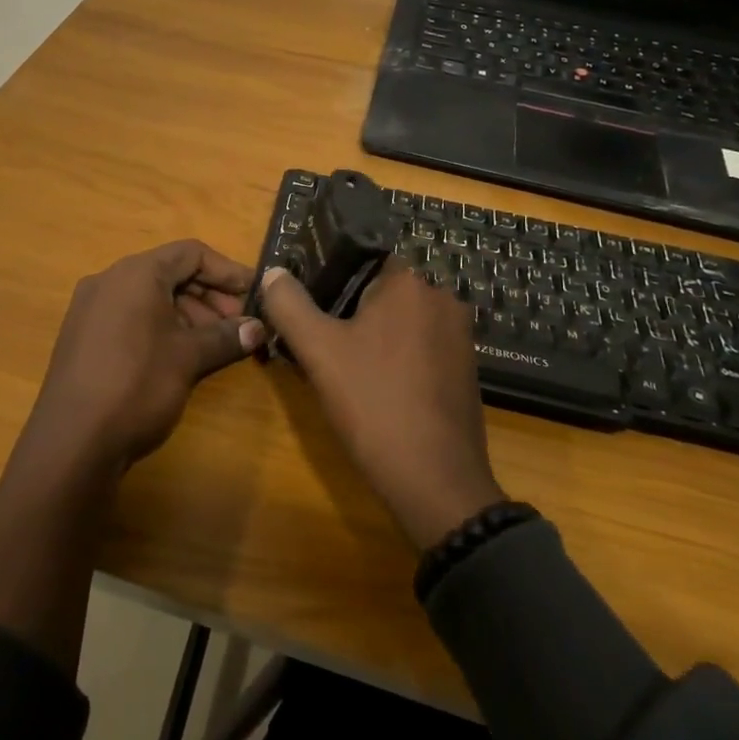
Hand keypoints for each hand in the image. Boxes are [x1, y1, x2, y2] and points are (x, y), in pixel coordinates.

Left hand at [20, 240, 262, 474]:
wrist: (71, 443)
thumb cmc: (137, 385)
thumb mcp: (189, 358)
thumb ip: (226, 337)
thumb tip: (258, 329)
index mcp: (136, 273)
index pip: (191, 253)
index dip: (227, 271)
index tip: (253, 294)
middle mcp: (109, 280)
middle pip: (169, 273)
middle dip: (209, 296)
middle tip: (237, 325)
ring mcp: (90, 308)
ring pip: (150, 297)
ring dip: (187, 314)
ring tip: (213, 345)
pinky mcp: (82, 336)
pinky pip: (129, 316)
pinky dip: (160, 326)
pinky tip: (178, 356)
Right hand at [259, 261, 504, 549]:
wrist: (436, 481)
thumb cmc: (374, 403)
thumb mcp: (318, 351)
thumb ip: (289, 304)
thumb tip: (273, 272)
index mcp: (410, 281)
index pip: (362, 258)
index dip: (330, 278)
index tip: (308, 306)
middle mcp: (442, 297)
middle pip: (381, 290)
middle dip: (349, 310)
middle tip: (319, 341)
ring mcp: (459, 334)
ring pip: (400, 321)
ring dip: (372, 336)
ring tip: (342, 367)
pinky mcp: (465, 367)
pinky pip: (420, 346)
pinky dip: (396, 357)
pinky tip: (375, 387)